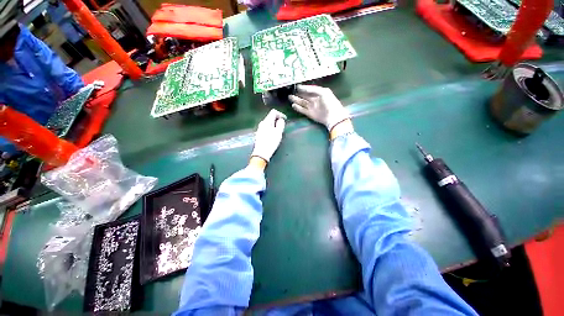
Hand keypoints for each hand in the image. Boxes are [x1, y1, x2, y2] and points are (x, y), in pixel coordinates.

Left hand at [250, 109, 286, 162]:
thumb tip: (280, 120)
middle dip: (277, 120)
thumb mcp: (278, 133)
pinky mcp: (259, 134)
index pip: (273, 112)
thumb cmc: (271, 142)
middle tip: (283, 126)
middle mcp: (262, 123)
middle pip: (270, 117)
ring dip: (274, 125)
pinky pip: (266, 128)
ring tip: (279, 131)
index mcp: (266, 121)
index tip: (285, 119)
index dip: (280, 114)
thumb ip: (280, 124)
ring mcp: (259, 129)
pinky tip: (273, 135)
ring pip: (268, 123)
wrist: (261, 153)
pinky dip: (271, 129)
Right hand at [289, 85, 349, 130]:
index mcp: (319, 93)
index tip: (296, 86)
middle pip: (305, 96)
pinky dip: (298, 108)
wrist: (332, 116)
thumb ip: (312, 89)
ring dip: (296, 100)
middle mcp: (315, 100)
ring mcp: (312, 107)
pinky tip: (293, 105)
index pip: (309, 90)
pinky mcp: (310, 114)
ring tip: (290, 97)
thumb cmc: (329, 102)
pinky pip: (302, 110)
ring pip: (302, 103)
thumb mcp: (323, 92)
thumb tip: (301, 88)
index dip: (303, 88)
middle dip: (298, 94)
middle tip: (290, 92)